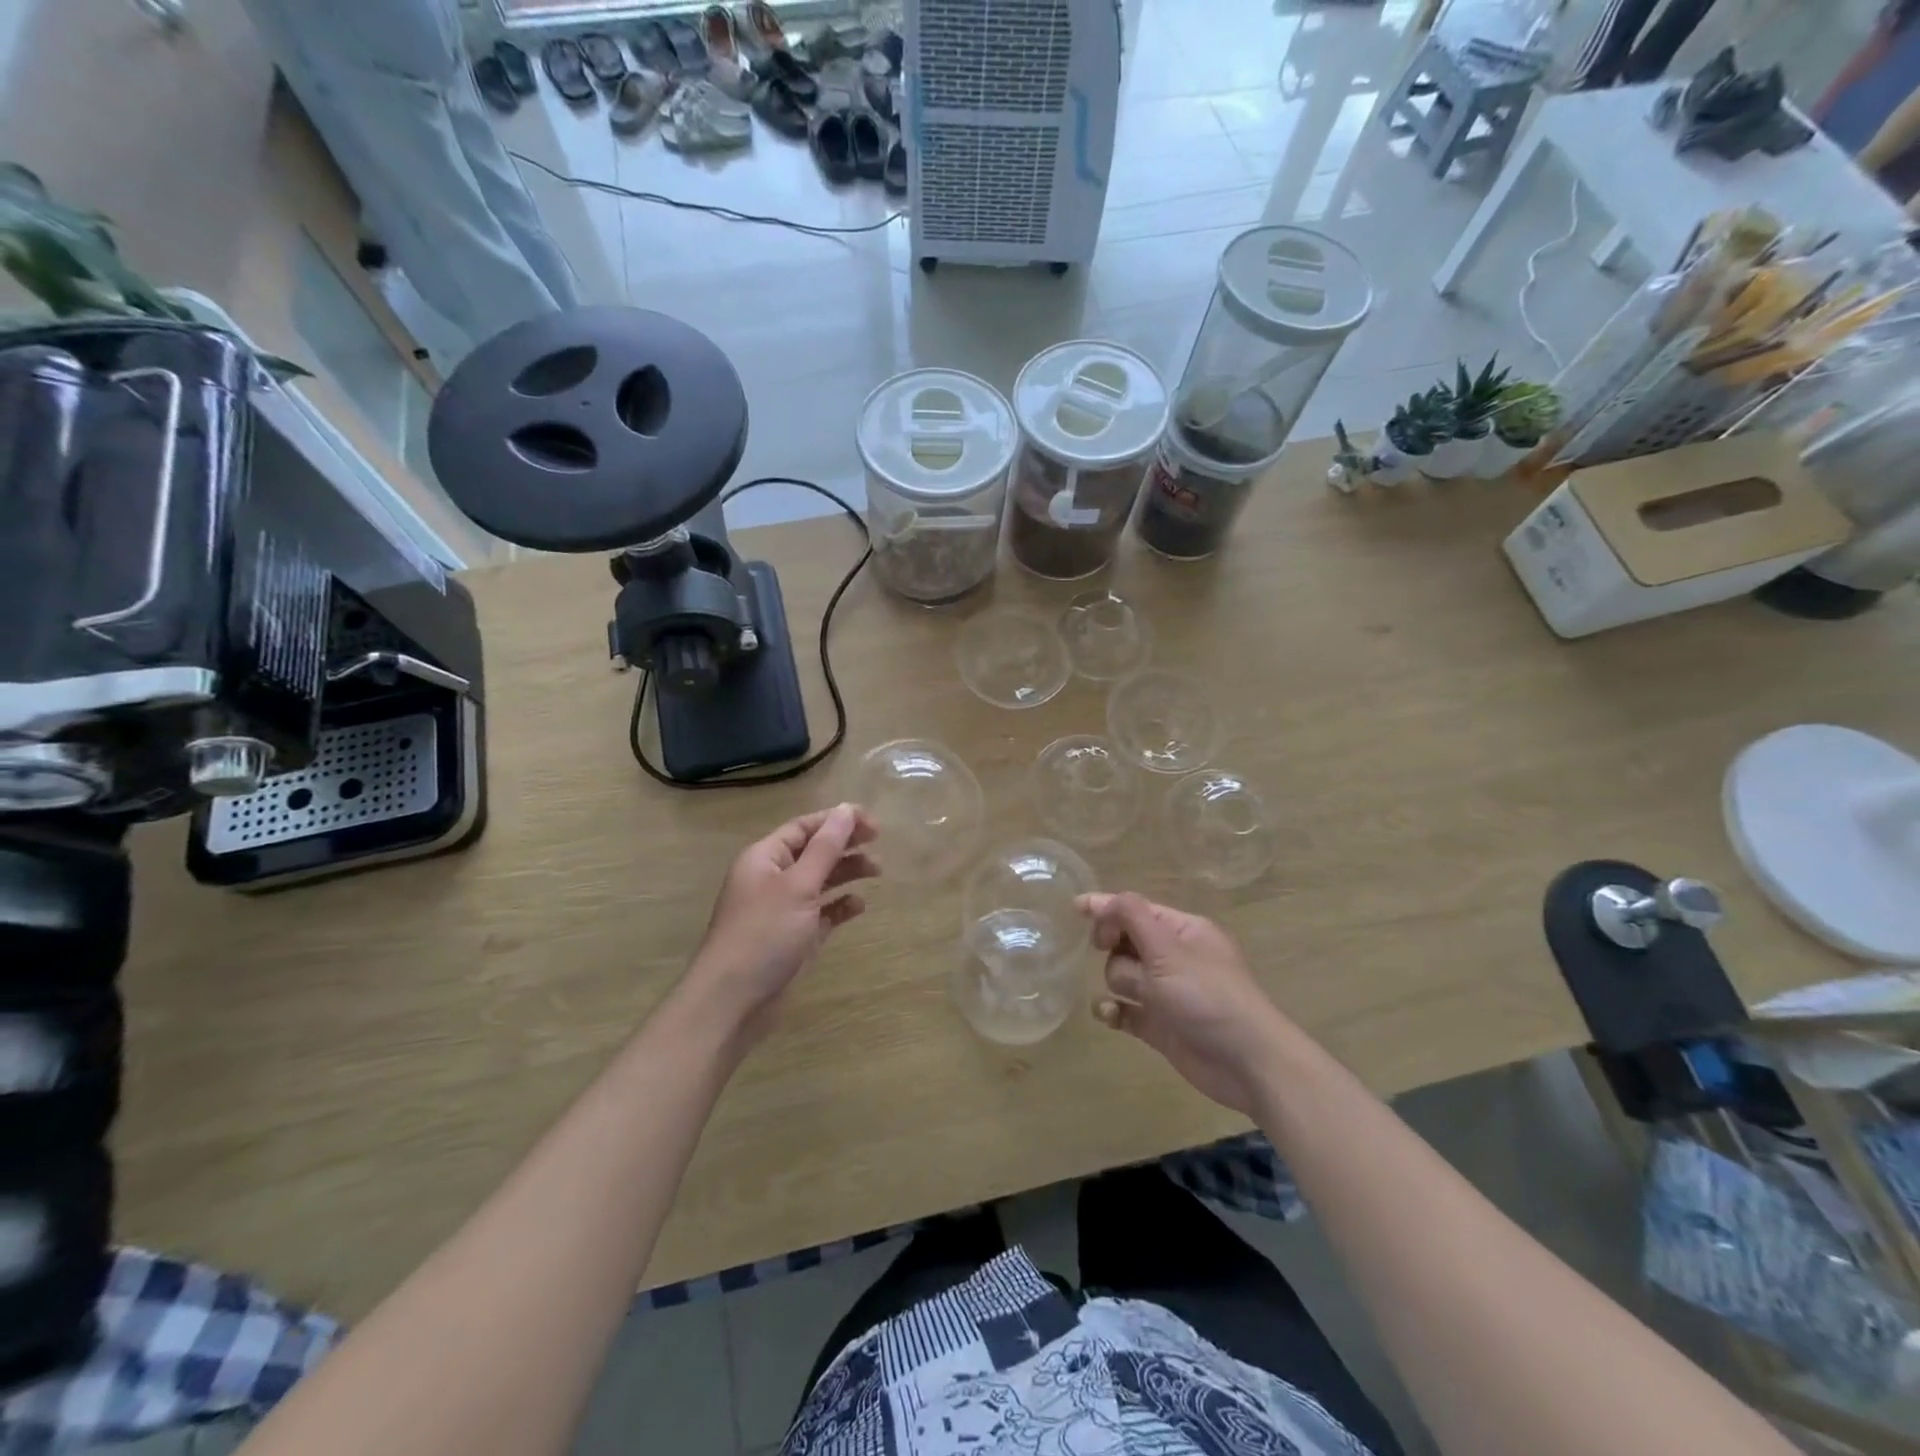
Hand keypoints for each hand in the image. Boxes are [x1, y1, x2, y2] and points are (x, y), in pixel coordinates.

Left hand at [689, 803, 878, 1041]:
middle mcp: (773, 878)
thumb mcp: (798, 885)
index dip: (837, 820)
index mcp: (765, 857)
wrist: (733, 1001)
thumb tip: (846, 809)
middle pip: (814, 850)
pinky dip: (840, 906)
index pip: (805, 827)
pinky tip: (859, 905)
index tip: (873, 823)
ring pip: (820, 880)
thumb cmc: (764, 934)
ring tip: (877, 871)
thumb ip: (825, 848)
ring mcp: (783, 909)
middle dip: (845, 844)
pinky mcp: (794, 937)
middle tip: (879, 842)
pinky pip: (821, 912)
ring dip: (847, 872)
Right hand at [1078, 892, 1285, 1115]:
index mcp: (1183, 931)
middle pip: (1125, 943)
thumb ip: (1132, 917)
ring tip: (1141, 999)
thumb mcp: (1169, 949)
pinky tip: (1110, 1015)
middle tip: (1111, 955)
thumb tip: (1102, 902)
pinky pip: (1123, 1010)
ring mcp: (1166, 993)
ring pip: (1121, 976)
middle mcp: (1173, 958)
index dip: (1107, 908)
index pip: (1136, 910)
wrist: (1247, 1062)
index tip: (1075, 908)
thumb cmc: (1208, 996)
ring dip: (1120, 983)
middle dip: (1116, 951)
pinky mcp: (1159, 1026)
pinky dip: (1114, 1011)